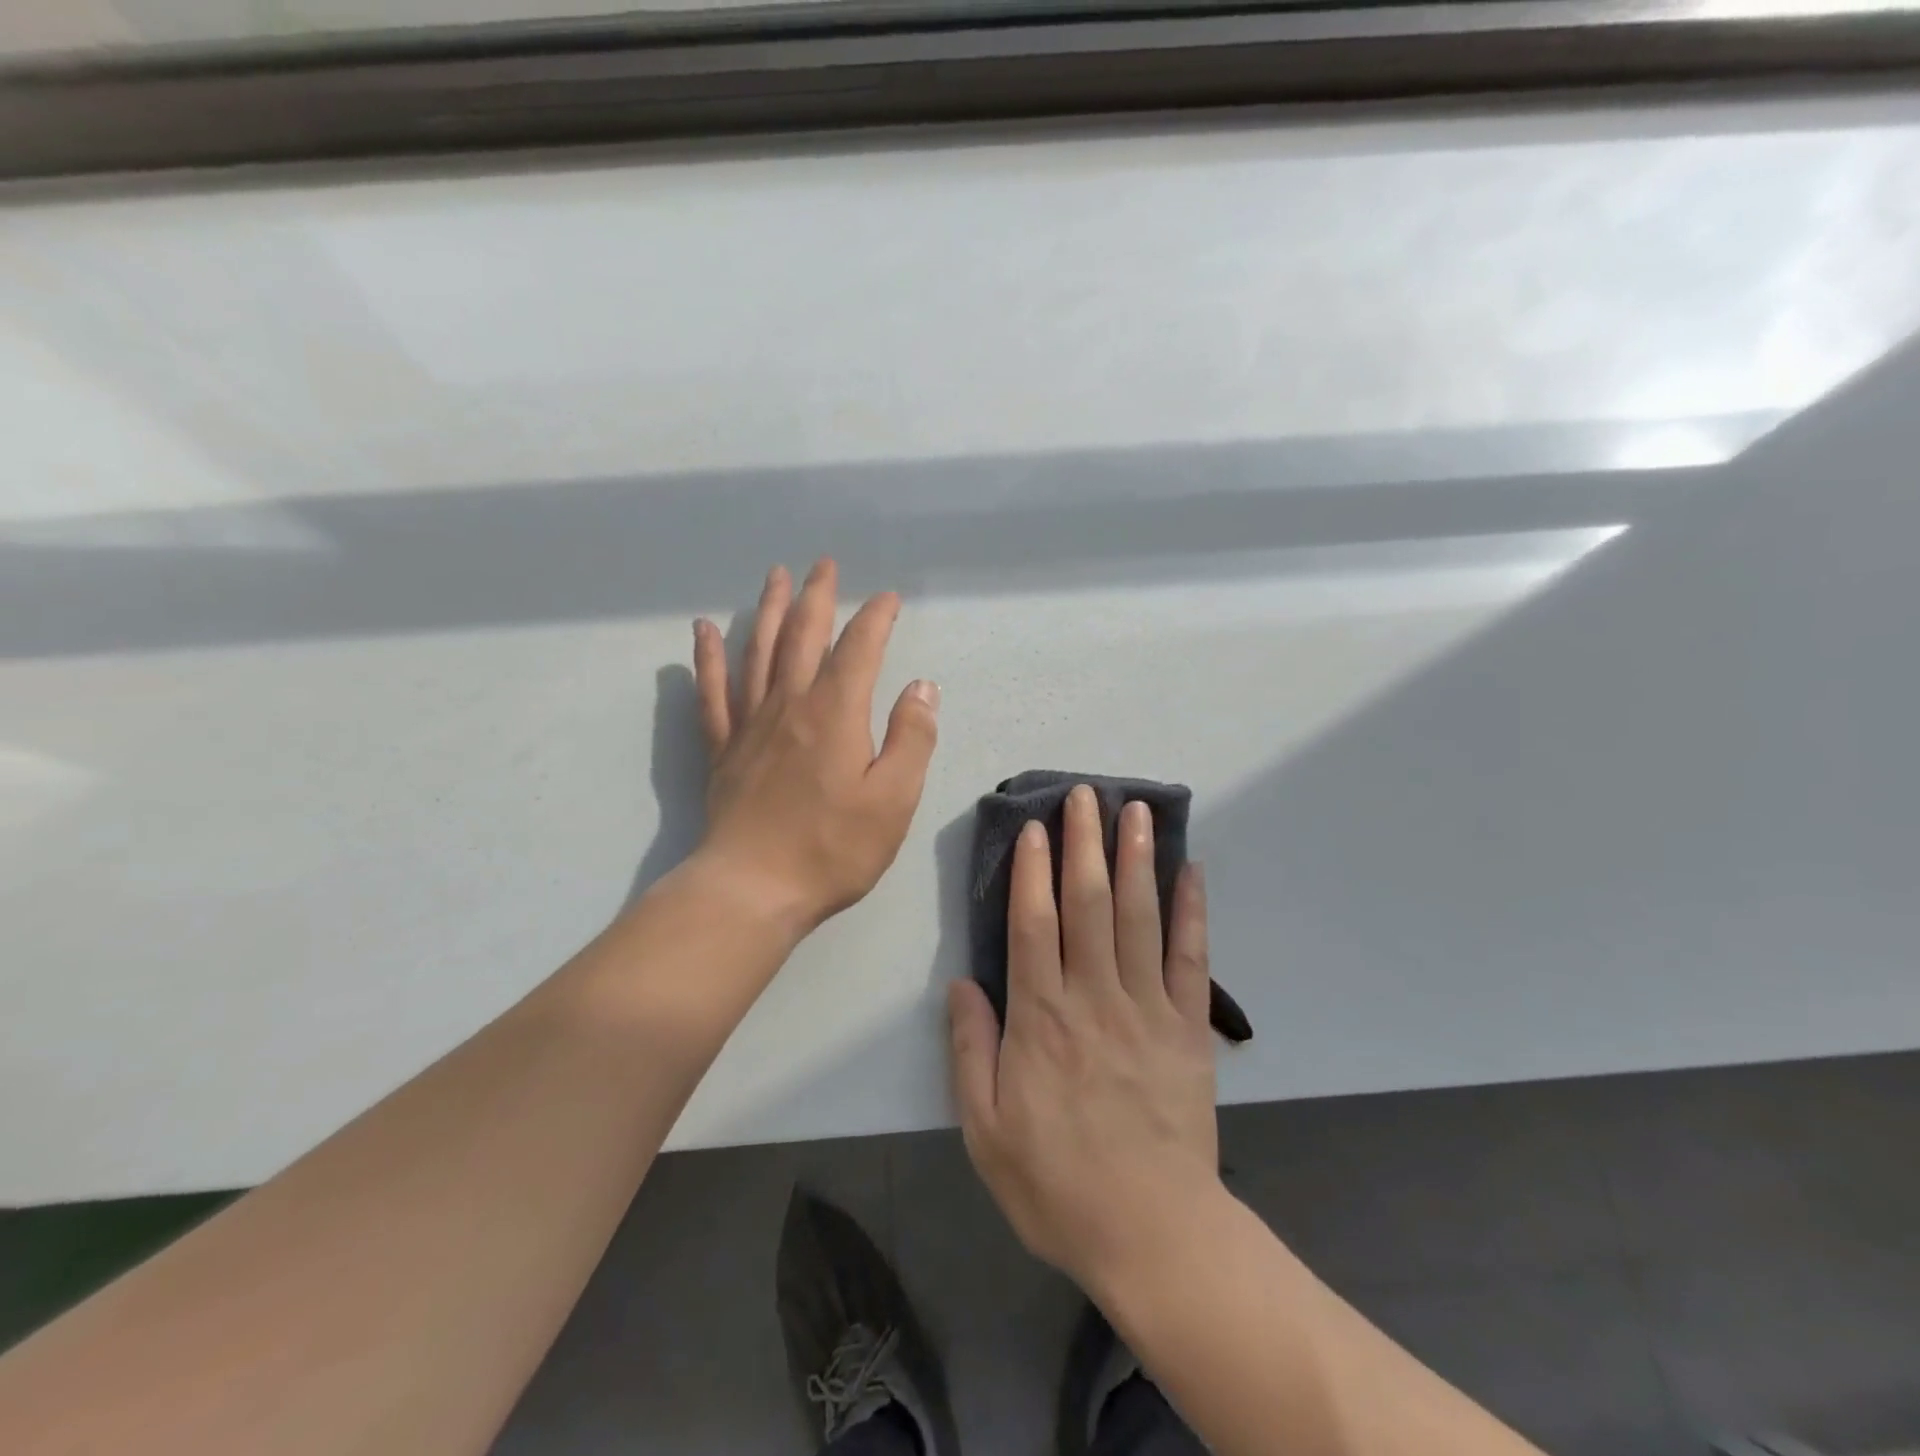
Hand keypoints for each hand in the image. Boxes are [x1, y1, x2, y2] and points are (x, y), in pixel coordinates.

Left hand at [691, 559, 939, 934]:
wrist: (753, 888)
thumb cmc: (832, 848)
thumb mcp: (893, 799)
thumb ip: (911, 738)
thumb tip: (922, 686)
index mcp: (835, 712)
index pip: (859, 648)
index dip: (875, 618)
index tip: (888, 599)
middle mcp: (790, 703)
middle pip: (803, 634)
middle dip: (817, 596)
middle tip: (823, 564)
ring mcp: (750, 724)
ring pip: (758, 650)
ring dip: (768, 610)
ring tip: (775, 577)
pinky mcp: (723, 748)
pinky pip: (713, 691)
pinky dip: (707, 657)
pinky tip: (703, 630)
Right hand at [948, 785, 1220, 1294]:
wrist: (1152, 1234)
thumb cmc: (1057, 1183)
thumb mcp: (985, 1130)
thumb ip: (970, 1051)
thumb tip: (960, 984)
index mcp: (1041, 1019)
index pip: (1033, 925)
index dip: (1032, 871)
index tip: (1033, 827)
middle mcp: (1094, 998)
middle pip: (1088, 905)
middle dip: (1084, 844)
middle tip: (1084, 793)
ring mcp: (1147, 1008)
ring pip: (1139, 917)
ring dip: (1136, 859)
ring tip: (1135, 811)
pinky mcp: (1188, 1027)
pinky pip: (1190, 958)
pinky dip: (1192, 910)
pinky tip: (1192, 870)